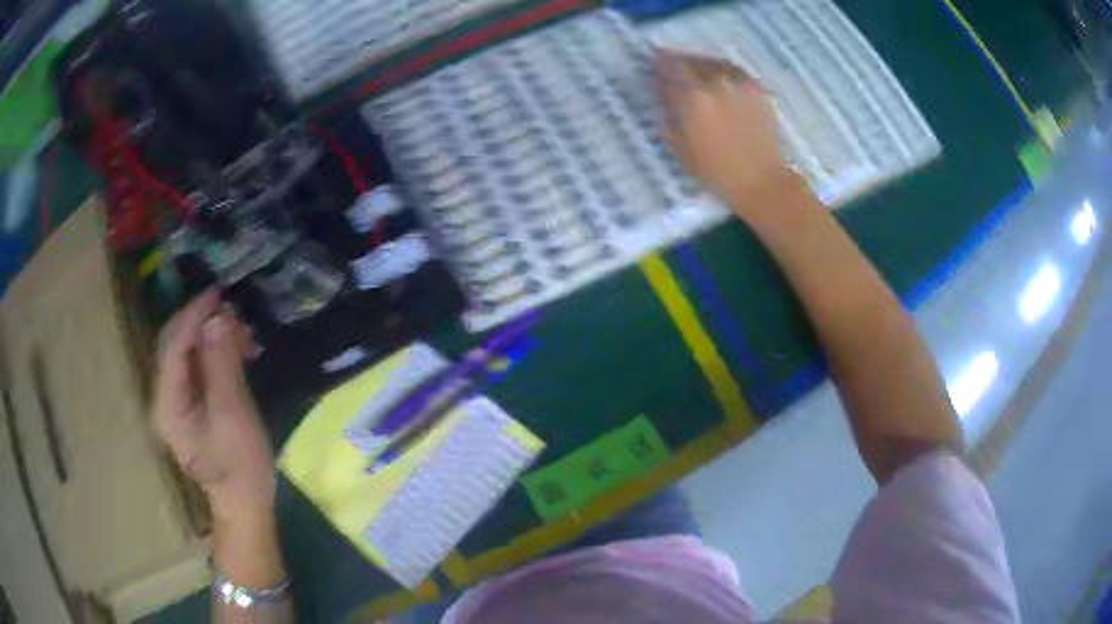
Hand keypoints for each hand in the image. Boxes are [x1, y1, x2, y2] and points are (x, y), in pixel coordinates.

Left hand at [152, 291, 274, 524]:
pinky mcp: (191, 405)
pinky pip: (197, 367)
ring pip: (187, 353)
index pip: (173, 346)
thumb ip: (222, 366)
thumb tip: (217, 318)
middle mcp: (165, 397)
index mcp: (167, 404)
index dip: (193, 316)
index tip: (220, 295)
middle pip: (175, 345)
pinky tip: (237, 348)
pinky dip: (215, 351)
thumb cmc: (240, 467)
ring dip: (210, 335)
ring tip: (241, 329)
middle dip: (201, 322)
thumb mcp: (233, 416)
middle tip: (233, 310)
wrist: (245, 505)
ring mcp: (176, 402)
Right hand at [655, 49, 799, 214]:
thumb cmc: (717, 172)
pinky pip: (732, 69)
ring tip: (690, 62)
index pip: (668, 73)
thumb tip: (664, 95)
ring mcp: (737, 83)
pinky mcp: (756, 88)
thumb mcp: (681, 148)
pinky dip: (720, 67)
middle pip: (688, 62)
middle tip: (665, 57)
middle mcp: (713, 83)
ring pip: (711, 61)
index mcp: (692, 99)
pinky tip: (716, 72)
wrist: (762, 181)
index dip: (658, 68)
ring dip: (697, 60)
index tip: (652, 65)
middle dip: (674, 60)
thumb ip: (670, 115)